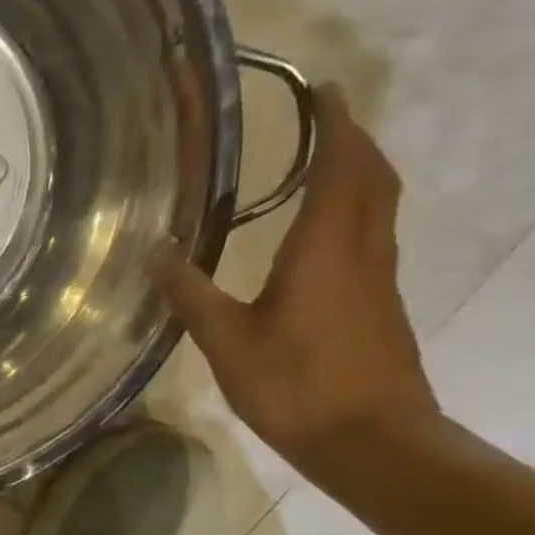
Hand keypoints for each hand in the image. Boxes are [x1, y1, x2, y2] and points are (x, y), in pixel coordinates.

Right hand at [151, 85, 438, 470]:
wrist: (375, 445)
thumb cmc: (298, 387)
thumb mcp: (227, 342)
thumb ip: (190, 293)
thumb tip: (155, 252)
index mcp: (327, 249)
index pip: (342, 168)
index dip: (338, 124)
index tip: (324, 89)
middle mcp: (363, 253)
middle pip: (373, 179)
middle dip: (354, 140)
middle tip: (325, 116)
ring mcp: (379, 280)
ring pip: (379, 207)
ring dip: (358, 173)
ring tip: (323, 160)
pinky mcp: (380, 306)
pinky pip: (372, 236)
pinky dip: (354, 211)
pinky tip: (321, 232)